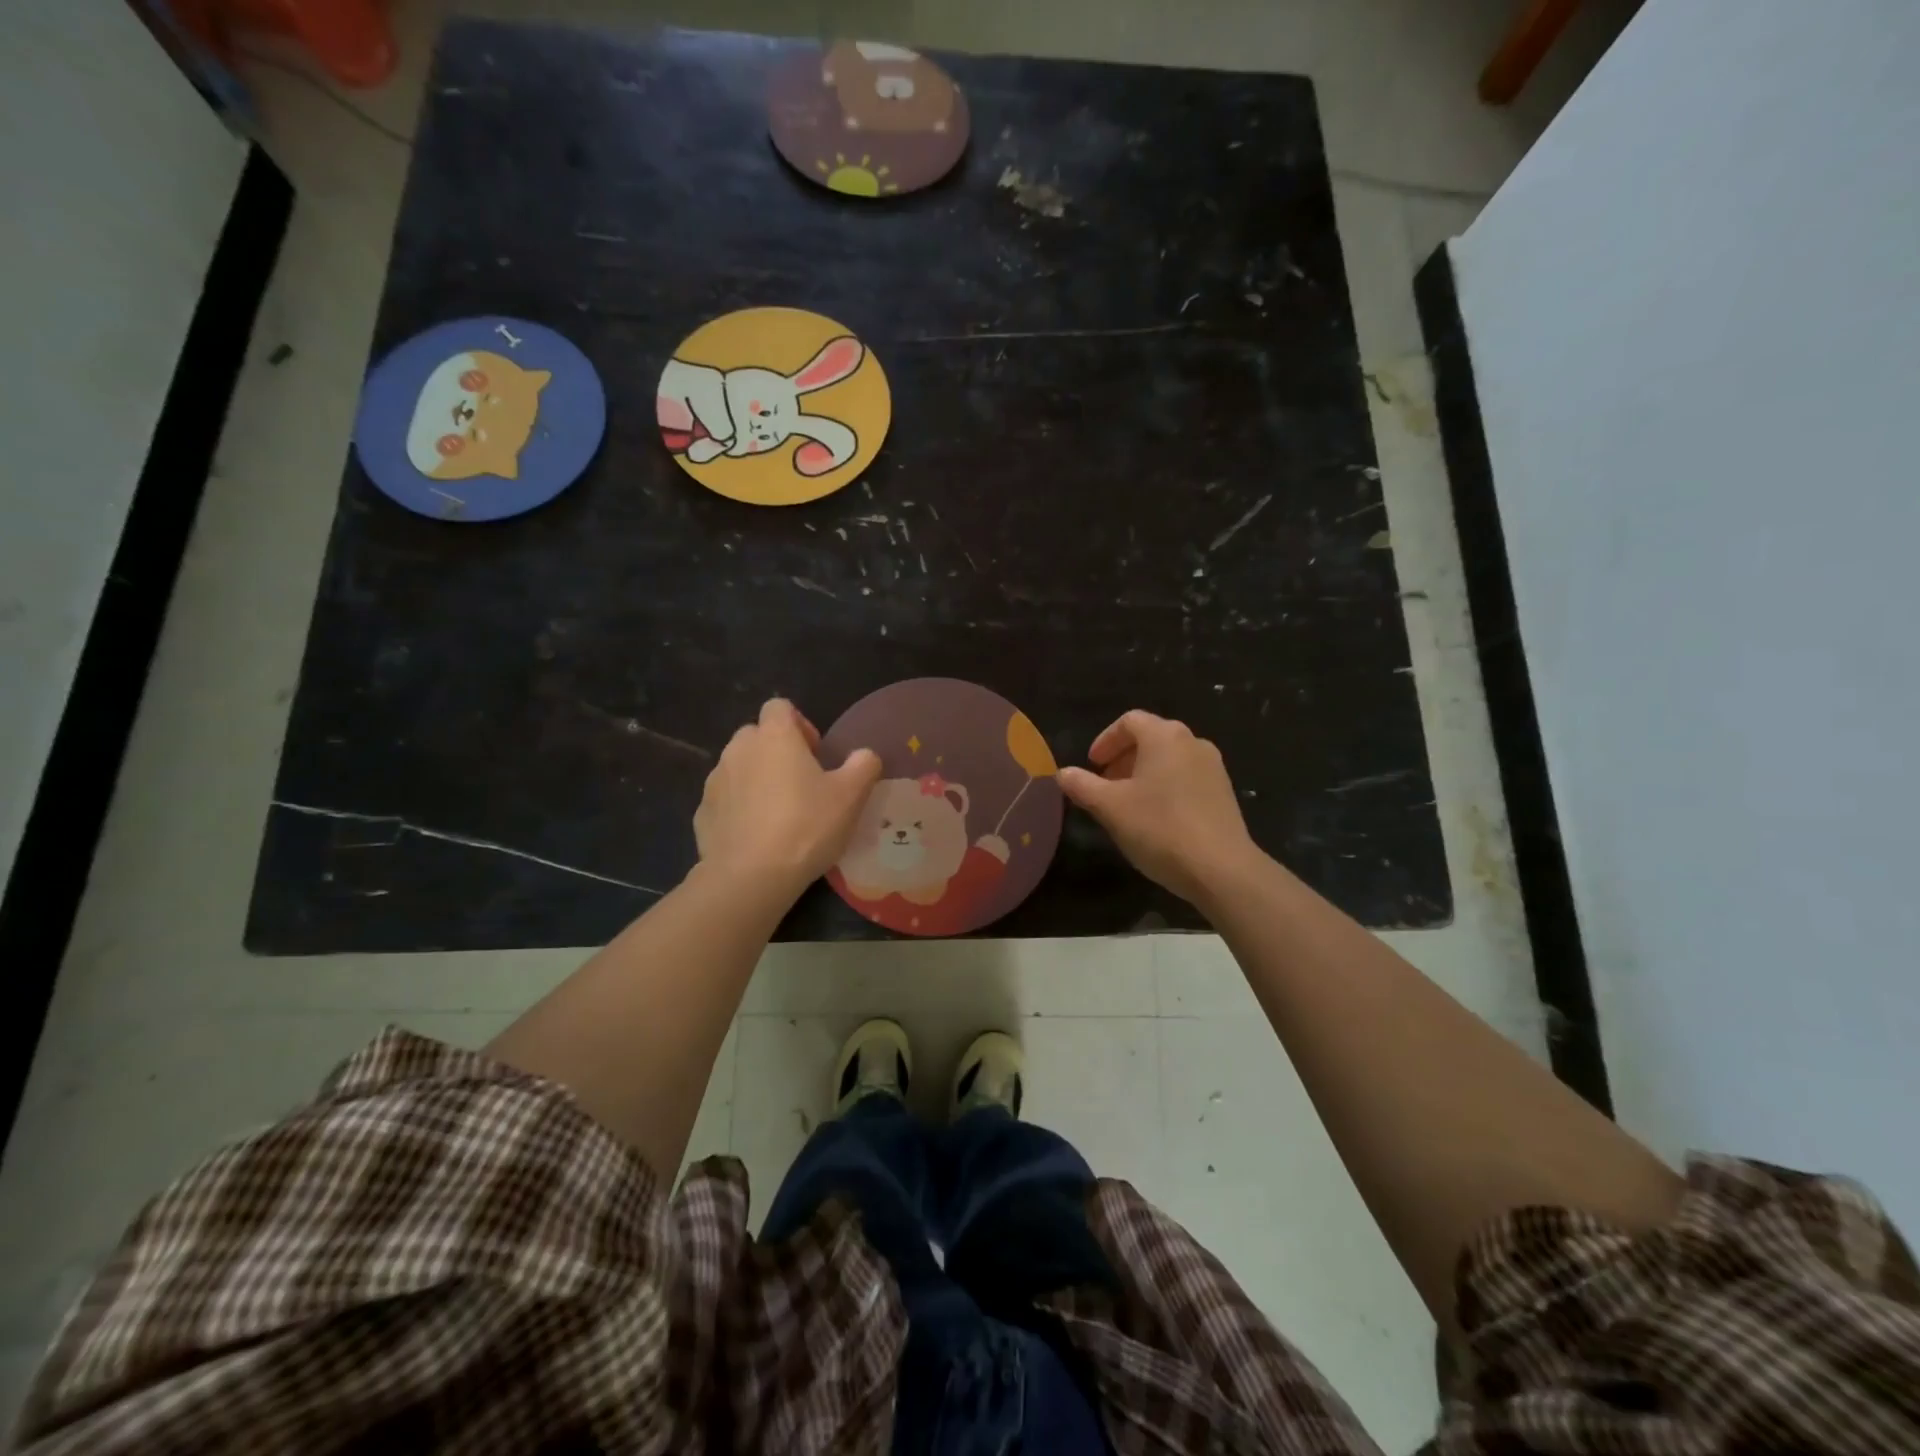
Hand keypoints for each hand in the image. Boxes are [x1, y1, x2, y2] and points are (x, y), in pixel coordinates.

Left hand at [694, 699, 881, 899]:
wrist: (750, 876)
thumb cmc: (806, 826)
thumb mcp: (851, 796)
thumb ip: (863, 765)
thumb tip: (865, 755)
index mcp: (774, 736)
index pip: (780, 707)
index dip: (800, 724)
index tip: (816, 755)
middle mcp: (738, 749)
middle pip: (757, 735)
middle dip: (776, 752)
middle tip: (801, 784)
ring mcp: (715, 781)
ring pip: (738, 767)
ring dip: (757, 779)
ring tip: (779, 814)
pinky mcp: (703, 813)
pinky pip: (725, 800)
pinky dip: (739, 809)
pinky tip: (757, 837)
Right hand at [1059, 710, 1257, 905]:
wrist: (1220, 869)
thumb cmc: (1159, 828)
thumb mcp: (1110, 807)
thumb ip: (1083, 786)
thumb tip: (1062, 773)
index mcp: (1164, 736)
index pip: (1129, 721)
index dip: (1105, 740)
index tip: (1091, 765)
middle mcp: (1192, 742)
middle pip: (1151, 738)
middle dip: (1123, 757)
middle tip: (1104, 785)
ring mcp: (1213, 767)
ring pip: (1169, 759)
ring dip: (1144, 773)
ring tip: (1127, 803)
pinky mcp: (1224, 793)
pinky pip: (1186, 777)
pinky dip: (1165, 786)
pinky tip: (1156, 818)